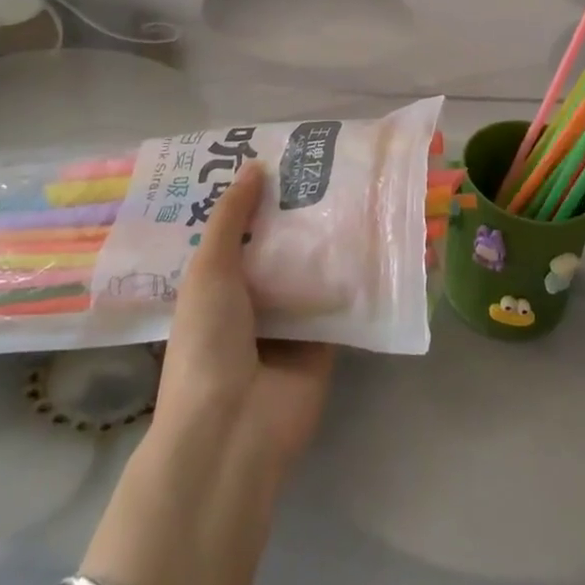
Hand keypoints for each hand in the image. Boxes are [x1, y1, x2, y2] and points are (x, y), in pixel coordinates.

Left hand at [153, 162, 334, 467]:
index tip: (279, 156)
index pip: (238, 231)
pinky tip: (376, 231)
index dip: (255, 197)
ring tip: (356, 185)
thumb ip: (231, 218)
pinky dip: (355, 273)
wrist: (234, 427)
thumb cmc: (207, 342)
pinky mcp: (325, 340)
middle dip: (297, 211)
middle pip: (279, 246)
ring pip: (312, 268)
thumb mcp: (208, 270)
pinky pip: (341, 298)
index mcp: (216, 285)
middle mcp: (253, 299)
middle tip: (326, 163)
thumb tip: (254, 166)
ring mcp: (290, 321)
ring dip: (328, 237)